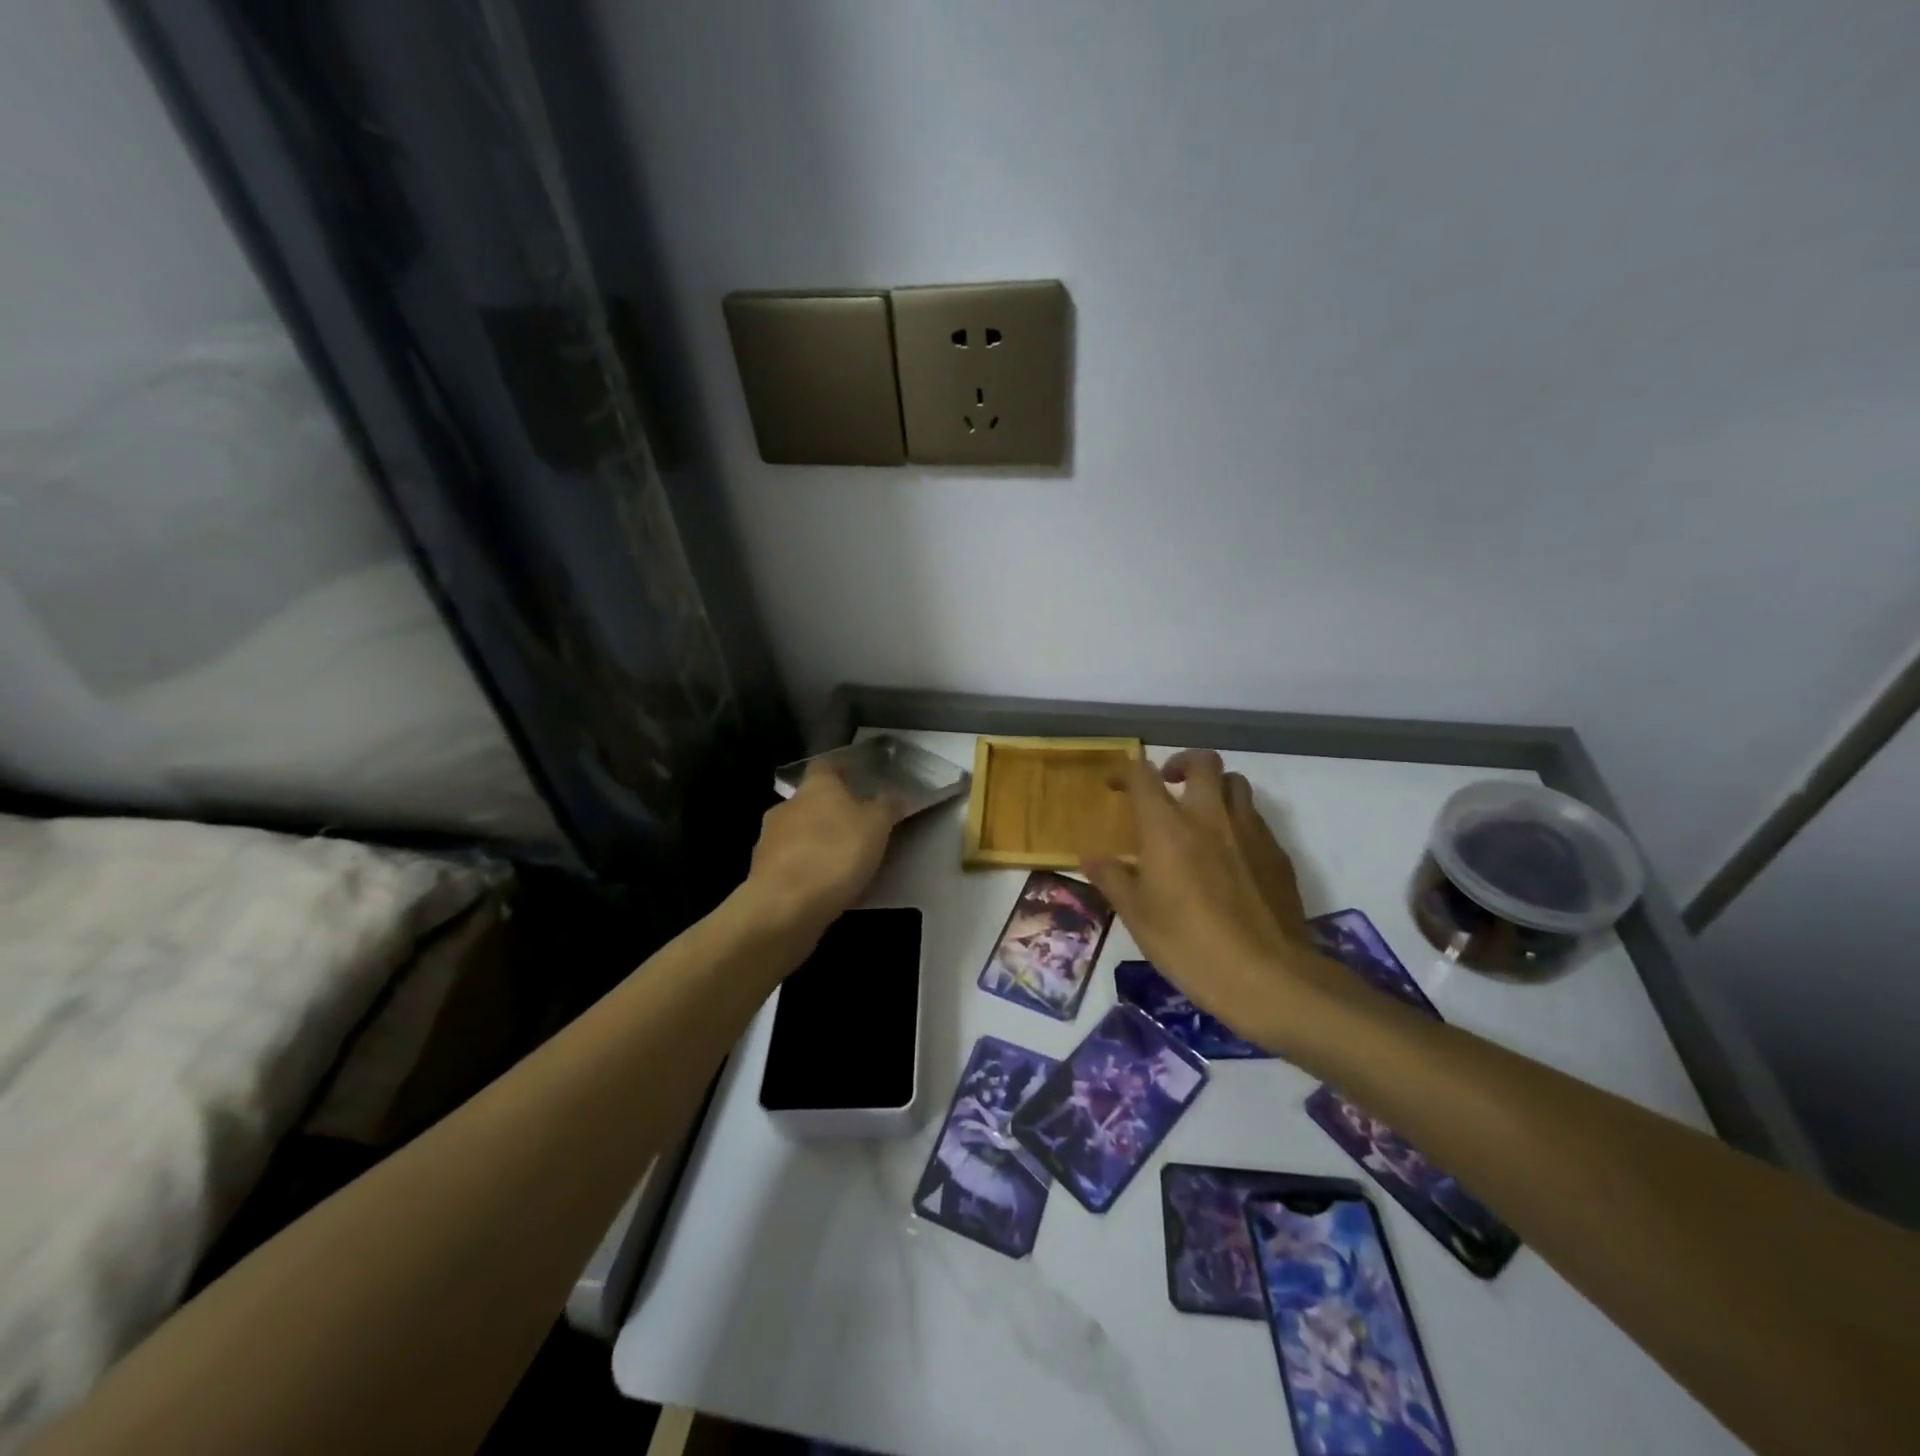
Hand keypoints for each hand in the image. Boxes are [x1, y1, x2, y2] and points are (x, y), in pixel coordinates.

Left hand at [745, 764, 900, 938]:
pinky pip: (790, 862)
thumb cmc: (836, 853)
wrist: (785, 906)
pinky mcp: (762, 872)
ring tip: (842, 860)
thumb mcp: (877, 825)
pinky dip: (805, 868)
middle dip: (831, 811)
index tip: (859, 777)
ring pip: (798, 832)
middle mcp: (787, 805)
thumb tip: (893, 796)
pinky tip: (822, 885)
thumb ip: (887, 806)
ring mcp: (769, 839)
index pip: (827, 764)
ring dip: (816, 841)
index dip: (843, 769)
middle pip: (811, 800)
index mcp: (815, 786)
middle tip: (857, 826)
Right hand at [1082, 750, 1346, 1048]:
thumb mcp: (1137, 916)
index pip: (1142, 776)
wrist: (1267, 977)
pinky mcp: (1278, 854)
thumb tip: (1089, 856)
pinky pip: (1256, 819)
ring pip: (1237, 784)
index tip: (1114, 785)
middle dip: (1182, 763)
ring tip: (1202, 814)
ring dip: (1215, 788)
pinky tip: (1231, 855)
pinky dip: (1239, 821)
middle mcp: (1210, 816)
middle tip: (1168, 784)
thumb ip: (1111, 878)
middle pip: (1203, 761)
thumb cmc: (1188, 944)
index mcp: (1167, 827)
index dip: (1124, 772)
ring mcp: (1250, 832)